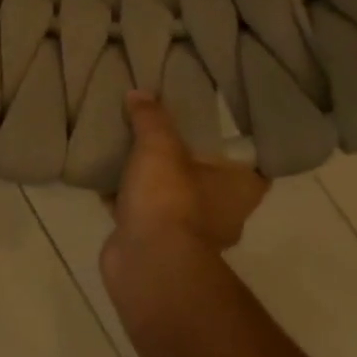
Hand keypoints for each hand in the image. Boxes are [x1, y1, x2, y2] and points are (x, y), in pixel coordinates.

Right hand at [101, 91, 269, 281]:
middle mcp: (224, 212)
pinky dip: (127, 200)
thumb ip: (151, 118)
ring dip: (153, 181)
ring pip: (171, 196)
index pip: (250, 163)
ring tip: (130, 149)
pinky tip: (105, 177)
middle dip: (185, 160)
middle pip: (206, 178)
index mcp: (241, 188)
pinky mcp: (156, 243)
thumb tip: (139, 93)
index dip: (236, 145)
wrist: (146, 262)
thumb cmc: (170, 198)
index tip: (218, 126)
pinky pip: (142, 213)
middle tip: (164, 131)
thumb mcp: (160, 146)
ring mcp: (188, 232)